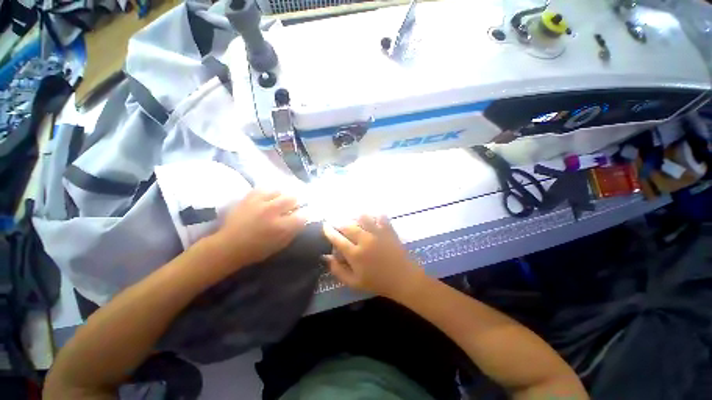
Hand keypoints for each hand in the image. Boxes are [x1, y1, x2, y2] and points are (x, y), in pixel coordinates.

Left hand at [214, 189, 306, 266]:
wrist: (229, 246)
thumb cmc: (257, 249)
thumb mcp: (281, 244)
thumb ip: (294, 231)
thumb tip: (302, 219)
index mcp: (282, 226)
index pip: (303, 214)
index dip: (305, 214)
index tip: (303, 215)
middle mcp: (273, 211)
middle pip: (293, 198)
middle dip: (295, 203)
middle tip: (291, 208)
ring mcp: (260, 202)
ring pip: (280, 191)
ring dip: (281, 197)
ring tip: (278, 202)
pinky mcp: (249, 198)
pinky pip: (264, 188)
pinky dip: (268, 193)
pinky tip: (267, 198)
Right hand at [322, 215, 424, 298]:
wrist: (402, 279)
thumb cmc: (377, 282)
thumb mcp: (354, 283)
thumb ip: (338, 270)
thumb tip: (326, 257)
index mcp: (355, 254)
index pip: (337, 239)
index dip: (328, 231)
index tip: (325, 226)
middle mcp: (365, 240)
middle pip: (347, 225)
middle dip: (339, 223)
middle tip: (337, 223)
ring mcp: (378, 233)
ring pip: (363, 217)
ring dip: (355, 217)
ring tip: (353, 219)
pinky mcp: (388, 230)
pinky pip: (380, 216)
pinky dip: (374, 215)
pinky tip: (372, 218)